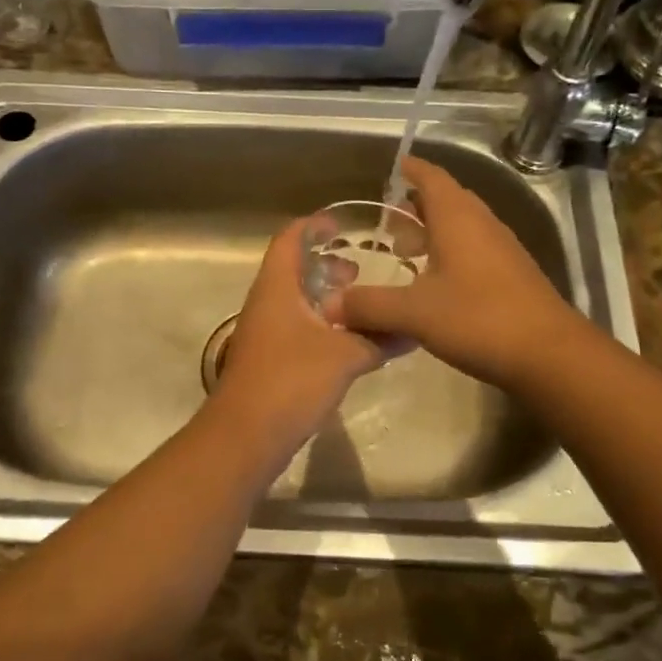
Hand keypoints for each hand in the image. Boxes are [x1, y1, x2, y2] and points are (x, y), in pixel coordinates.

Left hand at [212, 217, 392, 443]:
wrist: (246, 435)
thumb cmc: (291, 381)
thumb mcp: (344, 356)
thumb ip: (379, 340)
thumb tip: (414, 330)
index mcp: (276, 289)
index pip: (289, 241)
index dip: (312, 226)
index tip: (341, 224)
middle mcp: (266, 305)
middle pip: (293, 272)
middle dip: (325, 266)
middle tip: (360, 270)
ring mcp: (265, 335)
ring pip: (297, 303)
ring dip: (326, 299)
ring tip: (361, 306)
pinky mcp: (270, 361)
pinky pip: (298, 330)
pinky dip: (323, 326)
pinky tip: (350, 342)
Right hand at [338, 157, 577, 389]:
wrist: (548, 354)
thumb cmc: (478, 319)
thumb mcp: (414, 313)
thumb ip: (370, 305)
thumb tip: (330, 305)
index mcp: (458, 220)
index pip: (433, 179)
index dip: (412, 170)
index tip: (394, 165)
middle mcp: (482, 225)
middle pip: (448, 200)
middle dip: (417, 204)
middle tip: (389, 217)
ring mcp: (502, 250)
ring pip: (463, 227)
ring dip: (434, 232)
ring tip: (405, 251)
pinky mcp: (513, 276)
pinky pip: (474, 251)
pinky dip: (450, 254)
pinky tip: (435, 283)